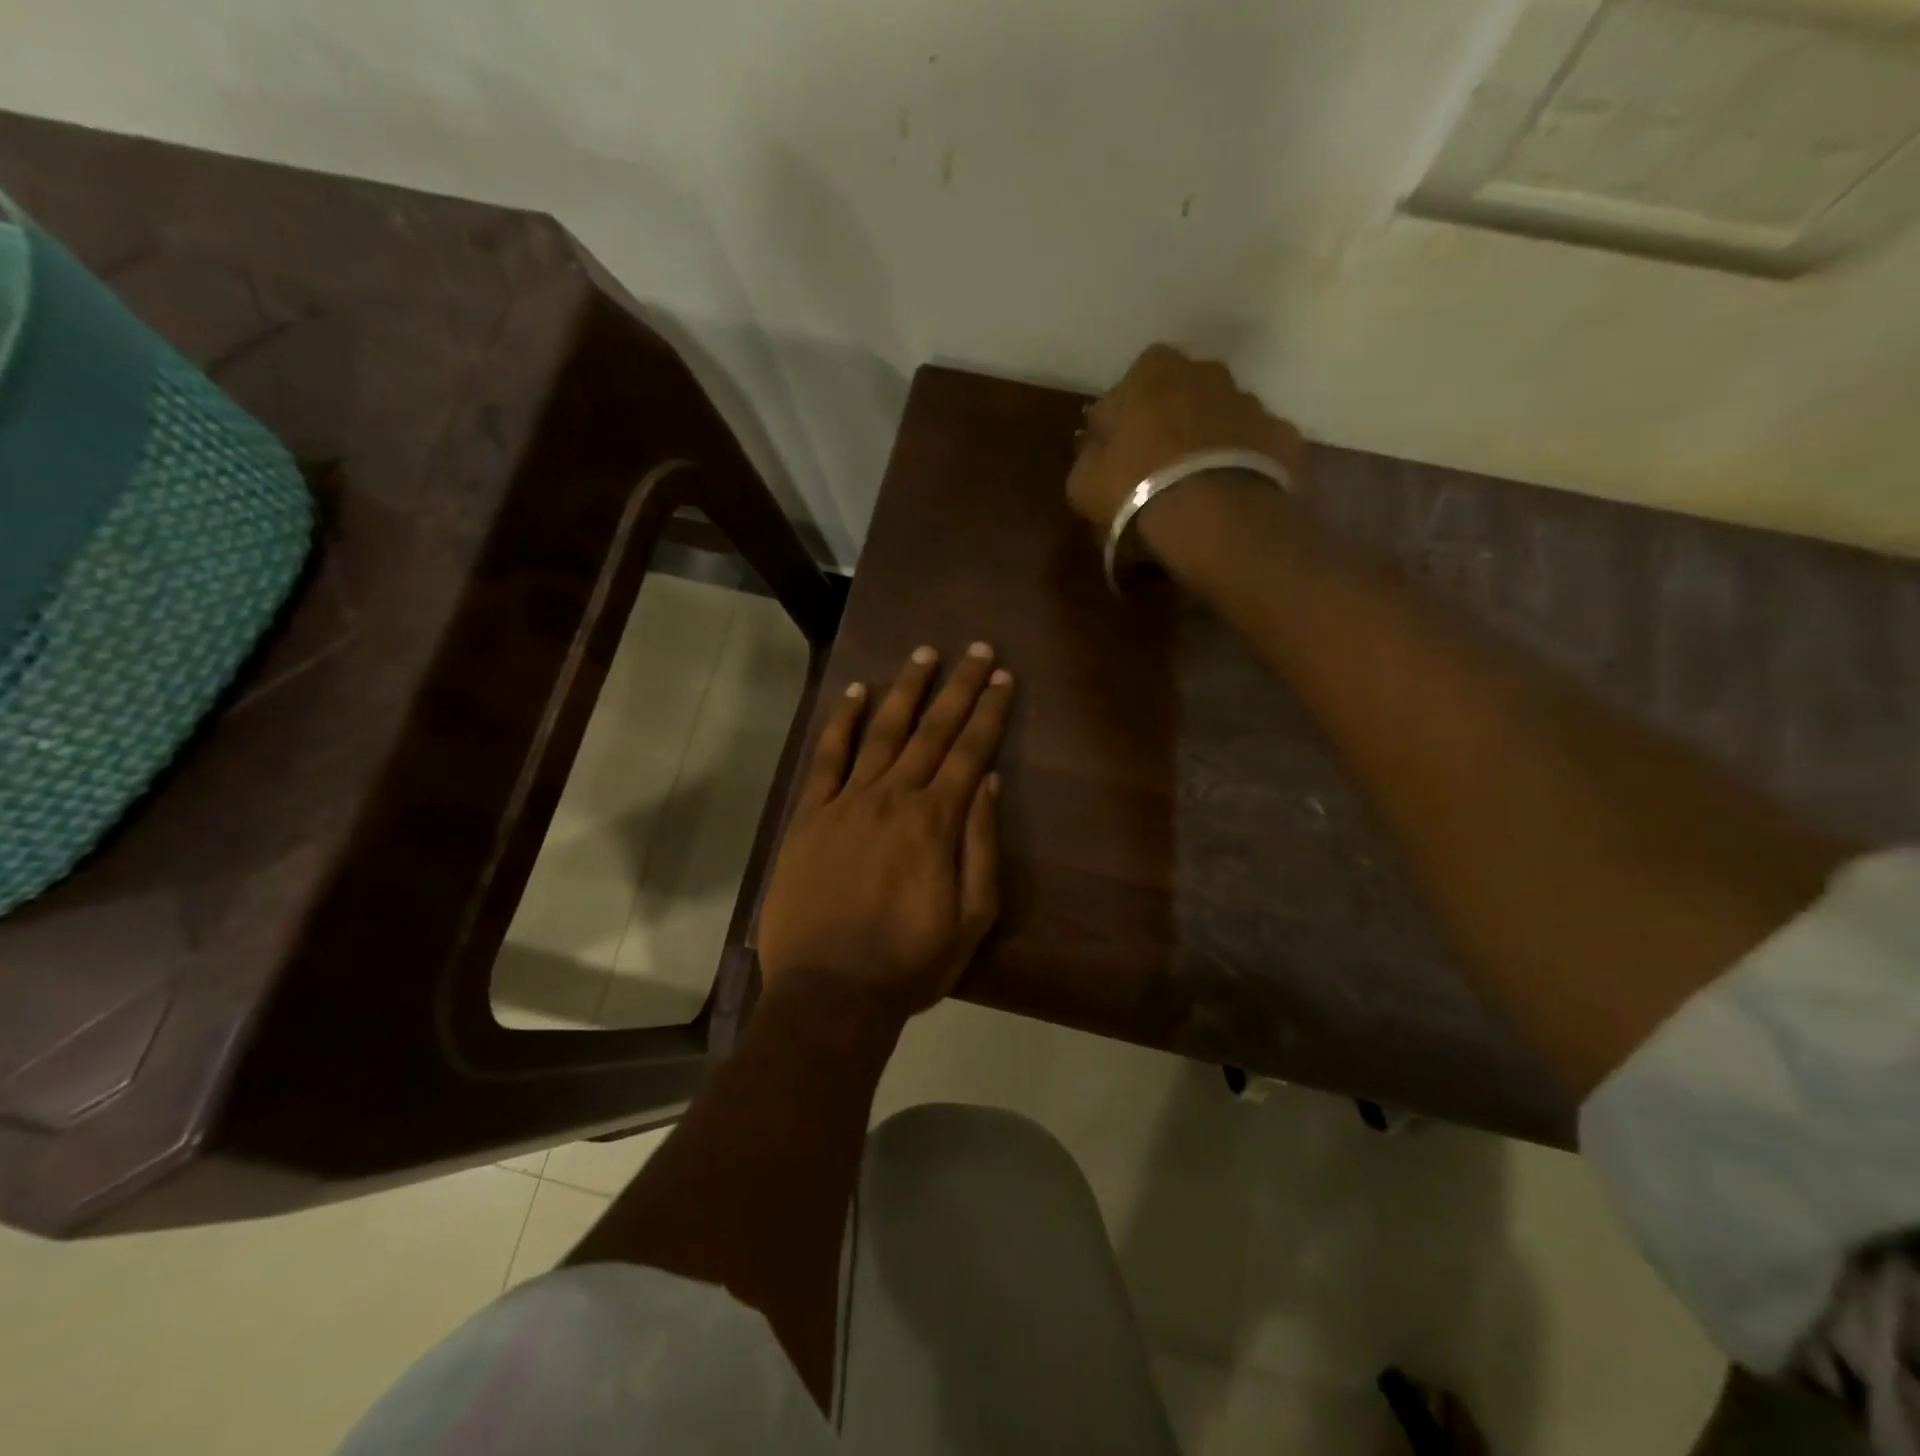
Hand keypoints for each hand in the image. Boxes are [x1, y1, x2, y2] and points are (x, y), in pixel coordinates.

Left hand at [756, 643, 1013, 1019]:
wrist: (829, 993)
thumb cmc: (908, 963)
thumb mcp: (971, 919)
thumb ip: (981, 847)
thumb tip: (987, 784)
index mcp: (936, 822)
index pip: (970, 752)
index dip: (989, 712)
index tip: (1004, 678)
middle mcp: (893, 798)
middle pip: (932, 730)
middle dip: (959, 687)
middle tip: (978, 650)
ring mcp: (847, 802)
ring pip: (882, 732)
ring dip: (906, 689)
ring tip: (924, 654)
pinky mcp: (809, 816)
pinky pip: (826, 758)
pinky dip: (842, 722)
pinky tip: (856, 693)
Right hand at [1068, 344, 1305, 537]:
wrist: (1215, 519)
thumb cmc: (1136, 490)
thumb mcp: (1083, 482)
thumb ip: (1089, 456)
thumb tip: (1097, 447)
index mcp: (1152, 370)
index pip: (1127, 389)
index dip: (1120, 424)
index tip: (1116, 456)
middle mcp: (1206, 371)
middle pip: (1180, 397)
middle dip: (1169, 426)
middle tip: (1156, 472)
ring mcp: (1251, 402)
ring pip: (1220, 420)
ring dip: (1209, 445)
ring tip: (1196, 491)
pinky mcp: (1283, 438)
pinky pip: (1254, 450)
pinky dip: (1242, 467)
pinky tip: (1229, 499)